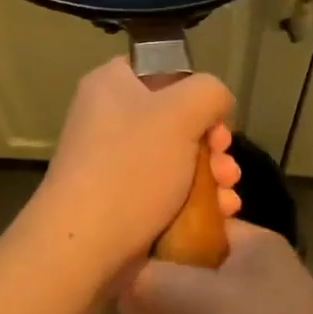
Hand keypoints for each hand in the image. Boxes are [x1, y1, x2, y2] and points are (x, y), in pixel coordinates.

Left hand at [26, 57, 240, 281]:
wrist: (85, 243)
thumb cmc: (132, 166)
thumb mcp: (181, 113)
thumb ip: (209, 92)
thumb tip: (214, 105)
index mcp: (111, 84)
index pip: (162, 70)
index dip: (195, 92)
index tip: (215, 121)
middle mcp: (108, 118)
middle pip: (176, 120)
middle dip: (212, 145)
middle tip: (226, 166)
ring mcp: (112, 163)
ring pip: (177, 159)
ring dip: (211, 176)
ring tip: (227, 198)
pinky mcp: (120, 201)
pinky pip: (166, 191)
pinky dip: (195, 200)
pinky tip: (221, 214)